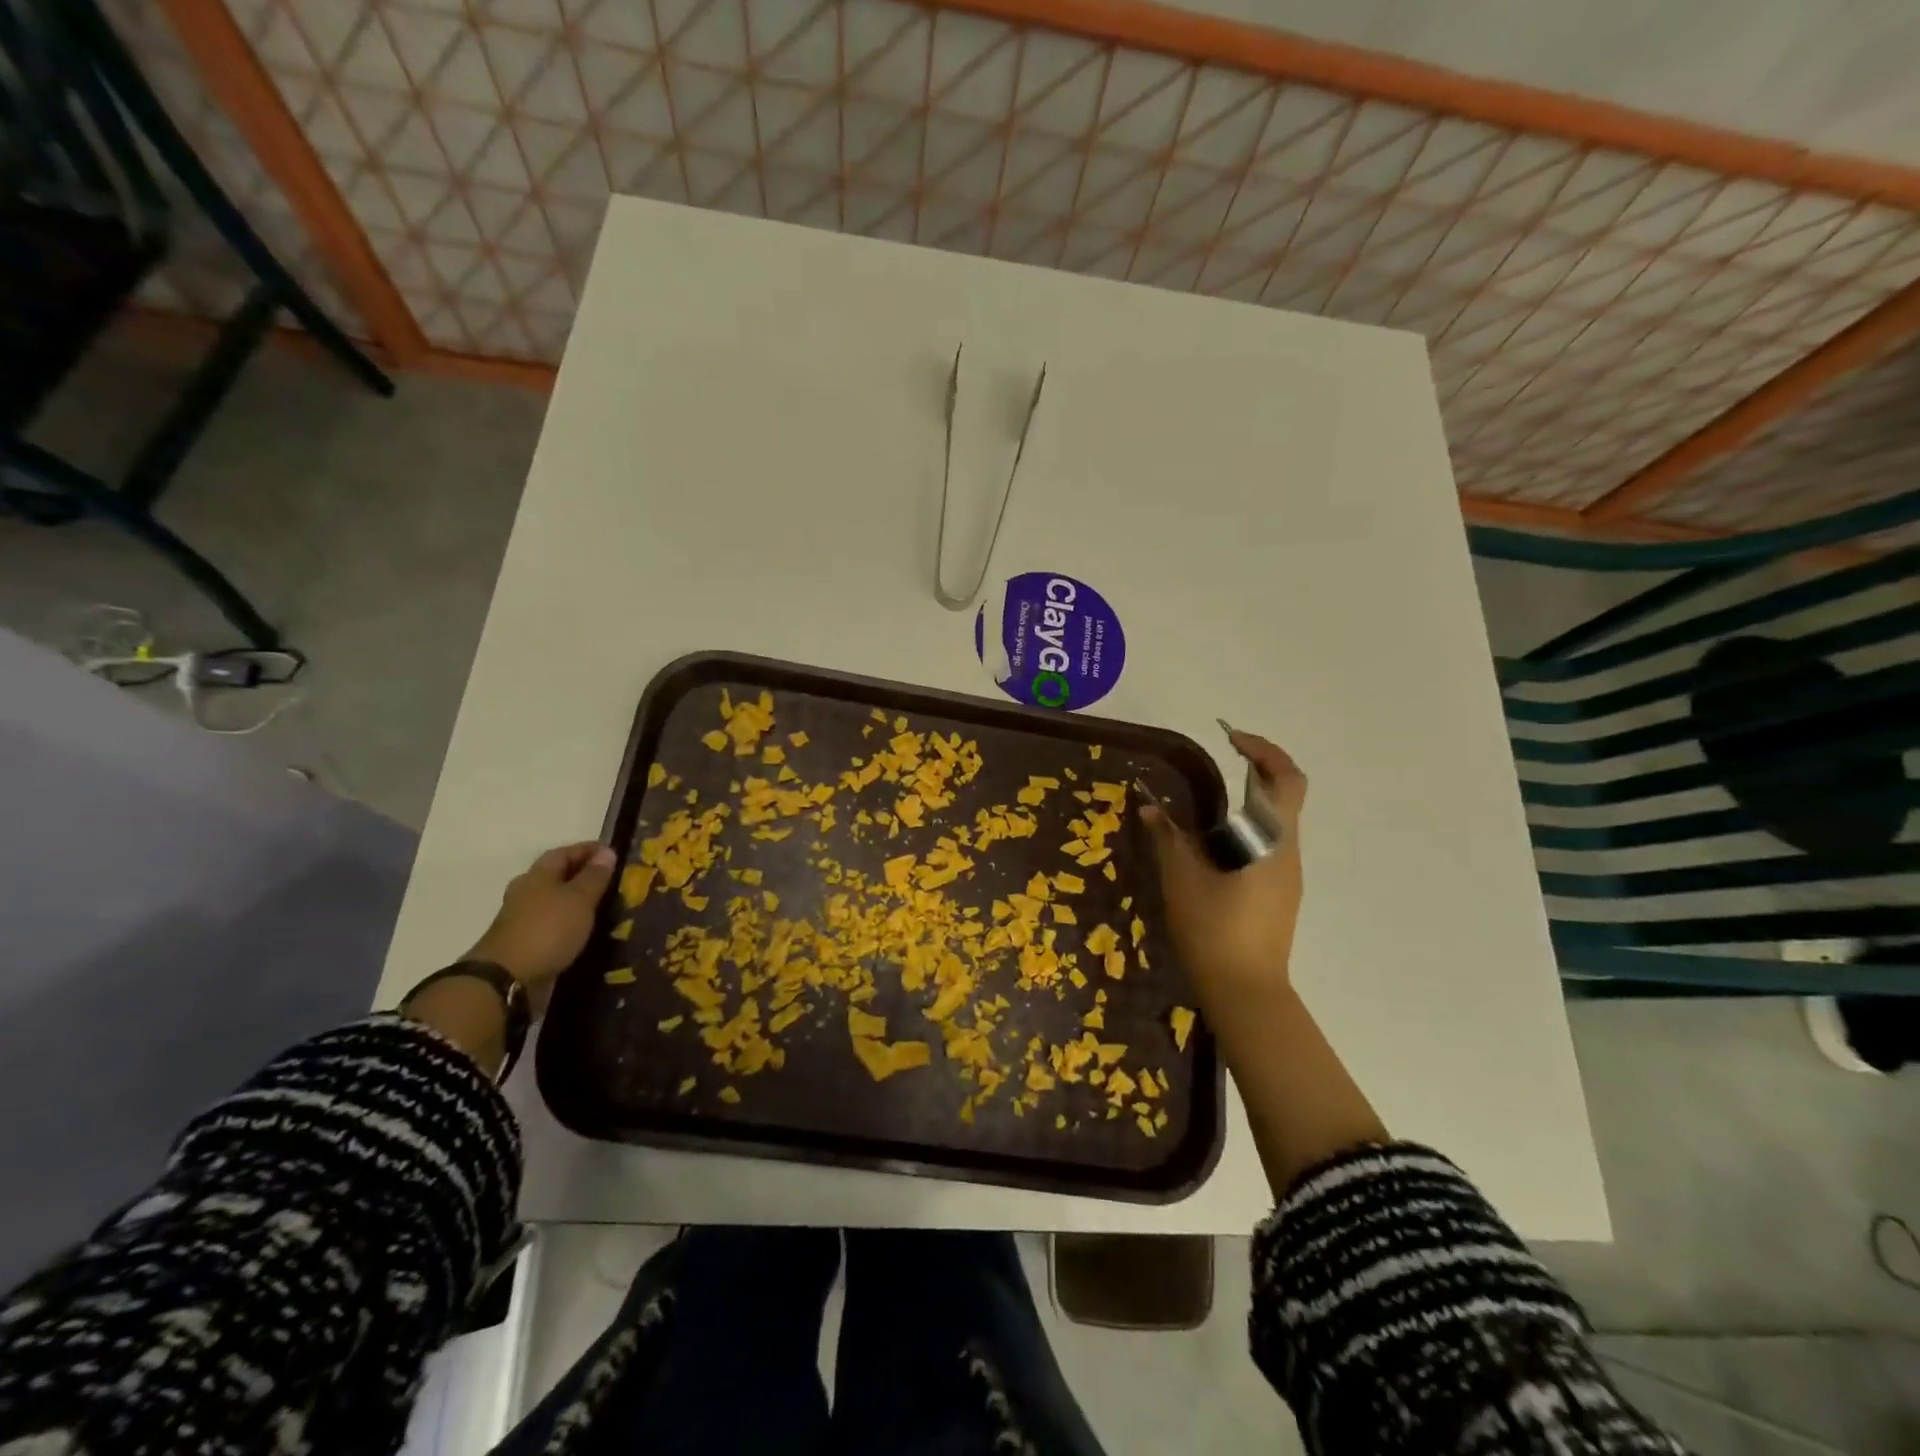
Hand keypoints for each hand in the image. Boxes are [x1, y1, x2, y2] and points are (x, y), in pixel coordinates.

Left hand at [465, 842, 617, 991]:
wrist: (506, 980)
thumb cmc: (547, 930)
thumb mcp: (579, 899)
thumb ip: (594, 876)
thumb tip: (606, 852)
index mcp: (537, 875)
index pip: (565, 852)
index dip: (589, 850)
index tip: (614, 854)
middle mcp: (526, 892)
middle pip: (557, 876)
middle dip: (583, 876)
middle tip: (613, 881)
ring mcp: (522, 919)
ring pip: (555, 902)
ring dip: (577, 902)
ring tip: (605, 907)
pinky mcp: (524, 943)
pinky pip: (553, 925)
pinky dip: (570, 924)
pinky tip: (586, 931)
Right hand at [1141, 731, 1305, 1017]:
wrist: (1246, 992)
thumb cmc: (1214, 929)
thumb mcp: (1181, 879)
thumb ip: (1167, 838)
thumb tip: (1149, 808)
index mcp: (1272, 840)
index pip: (1286, 779)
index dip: (1264, 750)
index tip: (1231, 738)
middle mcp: (1288, 851)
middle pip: (1284, 796)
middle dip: (1257, 771)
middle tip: (1221, 761)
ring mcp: (1288, 875)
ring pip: (1275, 823)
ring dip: (1248, 802)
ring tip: (1205, 804)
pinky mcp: (1280, 894)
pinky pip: (1267, 845)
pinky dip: (1245, 830)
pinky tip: (1212, 846)